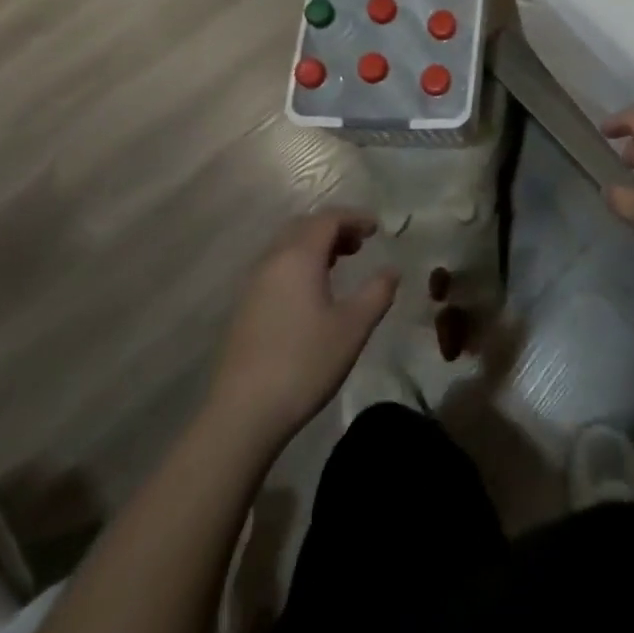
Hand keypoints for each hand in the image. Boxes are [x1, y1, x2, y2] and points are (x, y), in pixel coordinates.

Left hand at [205, 211, 398, 446]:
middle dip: (334, 228)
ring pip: (286, 247)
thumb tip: (392, 270)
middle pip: (304, 227)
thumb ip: (377, 292)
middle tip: (359, 244)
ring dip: (314, 246)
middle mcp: (272, 261)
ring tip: (339, 264)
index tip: (377, 228)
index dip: (355, 217)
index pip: (328, 219)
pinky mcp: (243, 308)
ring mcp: (253, 285)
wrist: (242, 414)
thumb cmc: (304, 363)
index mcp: (298, 256)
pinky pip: (275, 268)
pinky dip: (298, 264)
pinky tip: (311, 293)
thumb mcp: (353, 328)